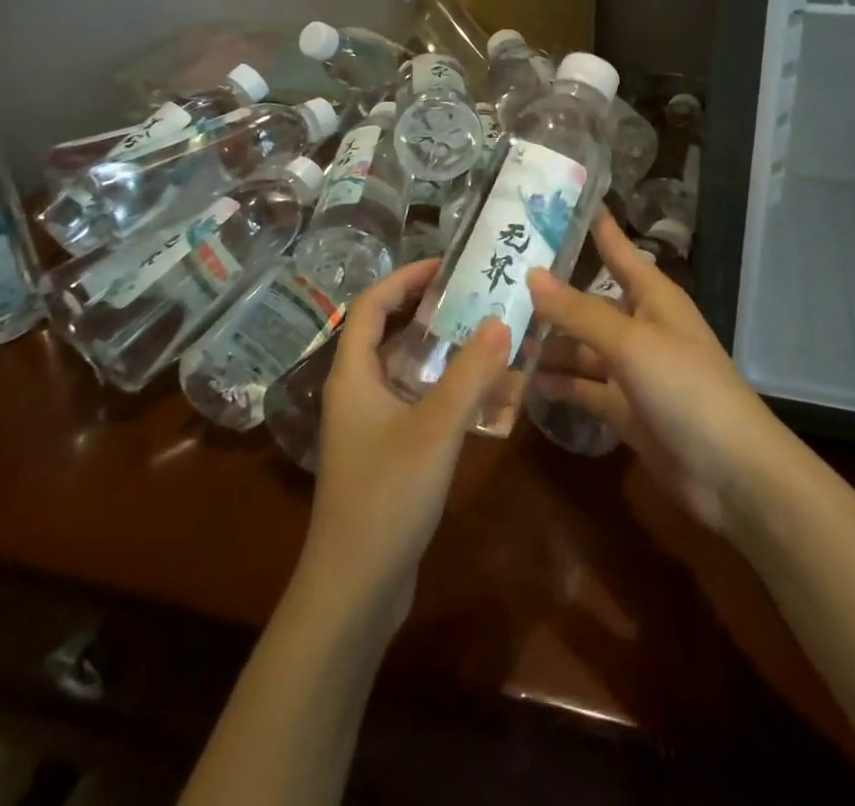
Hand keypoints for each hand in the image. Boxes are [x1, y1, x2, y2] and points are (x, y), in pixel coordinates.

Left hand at [297, 259, 509, 622]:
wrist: (354, 589)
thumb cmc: (386, 497)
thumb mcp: (435, 429)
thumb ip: (470, 374)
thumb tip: (502, 321)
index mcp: (353, 374)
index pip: (371, 305)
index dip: (405, 278)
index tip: (447, 266)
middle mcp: (356, 391)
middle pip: (387, 332)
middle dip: (427, 309)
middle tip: (475, 295)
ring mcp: (369, 424)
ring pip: (404, 368)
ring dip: (440, 348)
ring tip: (484, 333)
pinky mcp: (385, 452)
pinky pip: (415, 401)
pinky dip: (444, 387)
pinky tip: (480, 394)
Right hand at [526, 211, 792, 531]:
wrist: (730, 472)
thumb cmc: (686, 387)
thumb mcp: (631, 342)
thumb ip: (579, 312)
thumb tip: (531, 274)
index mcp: (653, 298)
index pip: (618, 251)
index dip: (595, 227)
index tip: (561, 202)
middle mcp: (641, 327)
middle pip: (589, 304)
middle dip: (551, 297)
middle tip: (498, 282)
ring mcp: (633, 371)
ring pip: (581, 349)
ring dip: (547, 346)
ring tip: (497, 336)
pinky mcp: (625, 410)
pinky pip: (584, 389)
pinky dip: (558, 386)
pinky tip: (521, 382)